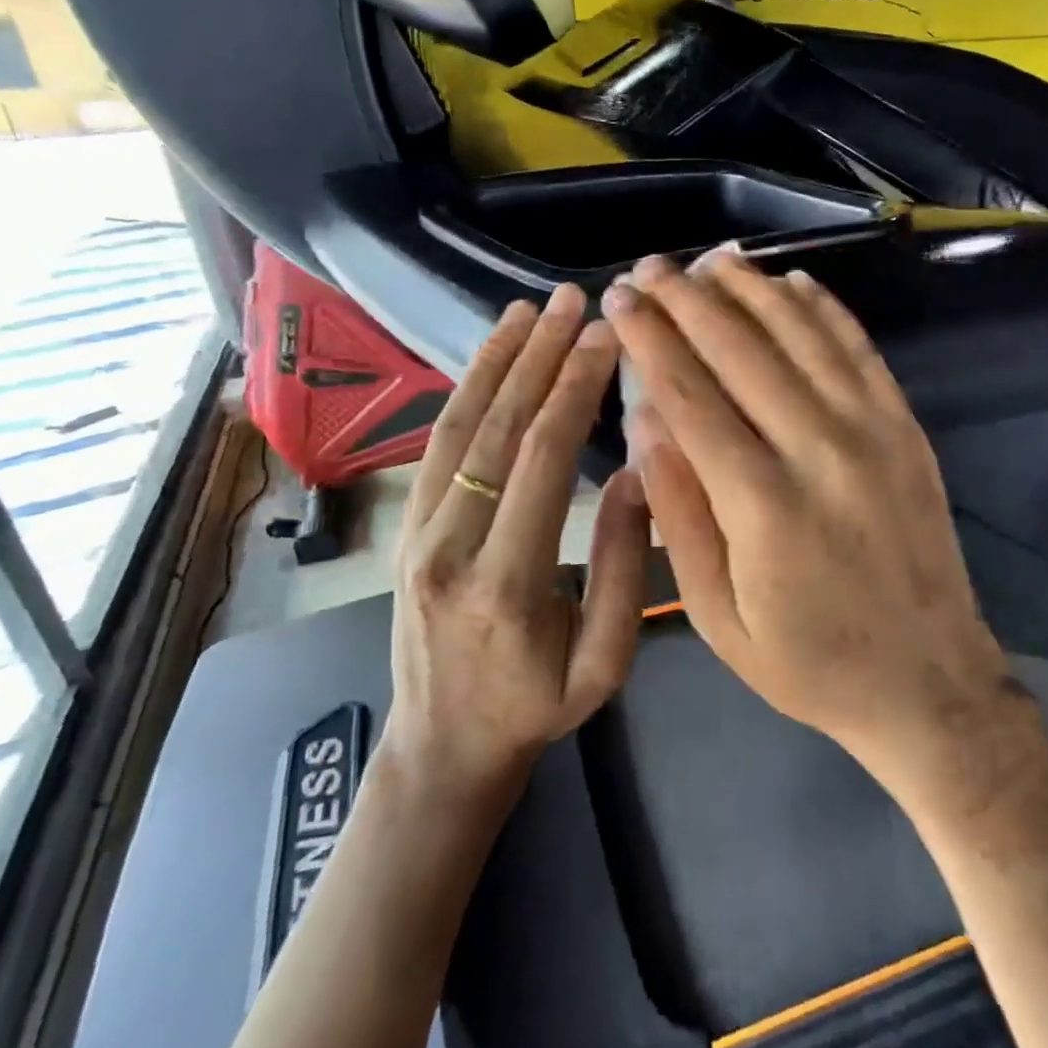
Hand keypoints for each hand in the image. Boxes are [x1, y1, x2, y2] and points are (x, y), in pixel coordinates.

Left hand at [386, 284, 649, 804]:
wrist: (442, 746)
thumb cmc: (535, 709)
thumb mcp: (604, 664)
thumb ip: (624, 571)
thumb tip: (638, 473)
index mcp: (506, 583)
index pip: (541, 461)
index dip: (574, 391)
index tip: (605, 339)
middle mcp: (449, 545)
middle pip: (497, 429)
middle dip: (539, 357)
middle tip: (574, 301)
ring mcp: (417, 531)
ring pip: (458, 426)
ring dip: (496, 360)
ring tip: (529, 308)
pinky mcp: (408, 525)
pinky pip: (439, 444)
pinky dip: (466, 390)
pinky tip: (493, 356)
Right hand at [603, 252, 1017, 797]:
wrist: (928, 683)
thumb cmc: (807, 661)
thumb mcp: (716, 615)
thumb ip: (679, 512)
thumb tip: (646, 419)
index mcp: (761, 503)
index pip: (691, 394)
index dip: (650, 338)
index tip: (621, 298)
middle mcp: (818, 449)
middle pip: (741, 349)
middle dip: (688, 299)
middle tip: (651, 267)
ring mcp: (872, 431)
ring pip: (801, 334)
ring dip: (751, 288)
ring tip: (710, 260)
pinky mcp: (905, 427)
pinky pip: (859, 349)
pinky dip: (823, 309)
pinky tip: (792, 282)